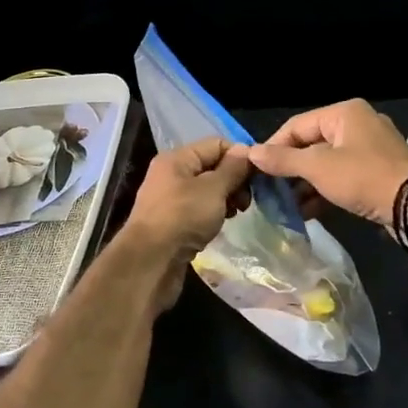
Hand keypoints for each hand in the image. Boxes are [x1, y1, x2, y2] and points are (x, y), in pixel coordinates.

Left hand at [124, 137, 250, 274]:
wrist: (150, 262)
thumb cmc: (182, 218)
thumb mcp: (213, 189)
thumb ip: (232, 169)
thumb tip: (245, 150)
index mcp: (177, 159)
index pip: (216, 144)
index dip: (239, 156)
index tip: (257, 177)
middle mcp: (171, 174)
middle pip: (212, 167)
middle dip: (234, 180)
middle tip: (247, 201)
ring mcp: (170, 200)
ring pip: (207, 191)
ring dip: (225, 199)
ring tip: (236, 214)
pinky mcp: (172, 223)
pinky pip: (199, 210)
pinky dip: (213, 215)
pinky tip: (221, 225)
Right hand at [241, 99, 407, 227]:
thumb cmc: (363, 177)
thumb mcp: (318, 167)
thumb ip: (283, 160)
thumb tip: (251, 153)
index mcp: (344, 113)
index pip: (297, 125)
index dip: (273, 147)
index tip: (255, 170)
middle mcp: (358, 124)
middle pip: (311, 144)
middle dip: (290, 169)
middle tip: (268, 190)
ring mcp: (370, 149)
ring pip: (326, 163)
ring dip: (305, 183)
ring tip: (284, 205)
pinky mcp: (376, 172)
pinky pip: (342, 176)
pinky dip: (324, 190)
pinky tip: (306, 211)